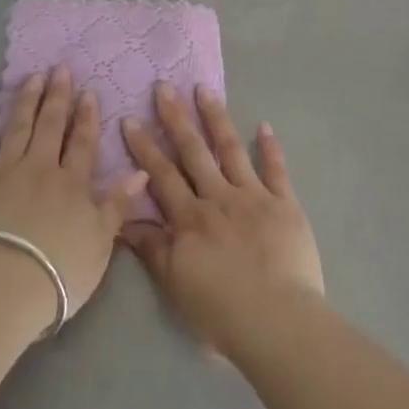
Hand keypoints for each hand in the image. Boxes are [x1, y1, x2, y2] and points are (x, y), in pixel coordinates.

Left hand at [0, 66, 150, 322]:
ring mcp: (5, 172)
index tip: (89, 92)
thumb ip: (118, 205)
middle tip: (60, 69)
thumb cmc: (58, 271)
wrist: (1, 285)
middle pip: (50, 126)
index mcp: (72, 184)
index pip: (83, 142)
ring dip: (26, 101)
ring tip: (32, 78)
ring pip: (18, 128)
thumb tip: (141, 172)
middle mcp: (40, 168)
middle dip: (57, 96)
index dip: (87, 117)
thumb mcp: (100, 242)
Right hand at [121, 83, 323, 356]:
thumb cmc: (221, 310)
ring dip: (216, 118)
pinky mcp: (285, 205)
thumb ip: (152, 249)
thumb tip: (123, 223)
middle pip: (193, 152)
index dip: (144, 147)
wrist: (277, 321)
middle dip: (176, 118)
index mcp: (190, 218)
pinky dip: (270, 147)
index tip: (130, 119)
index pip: (161, 175)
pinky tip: (264, 126)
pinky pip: (276, 170)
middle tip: (164, 87)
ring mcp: (253, 197)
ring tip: (204, 89)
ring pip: (231, 150)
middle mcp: (218, 198)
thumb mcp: (175, 285)